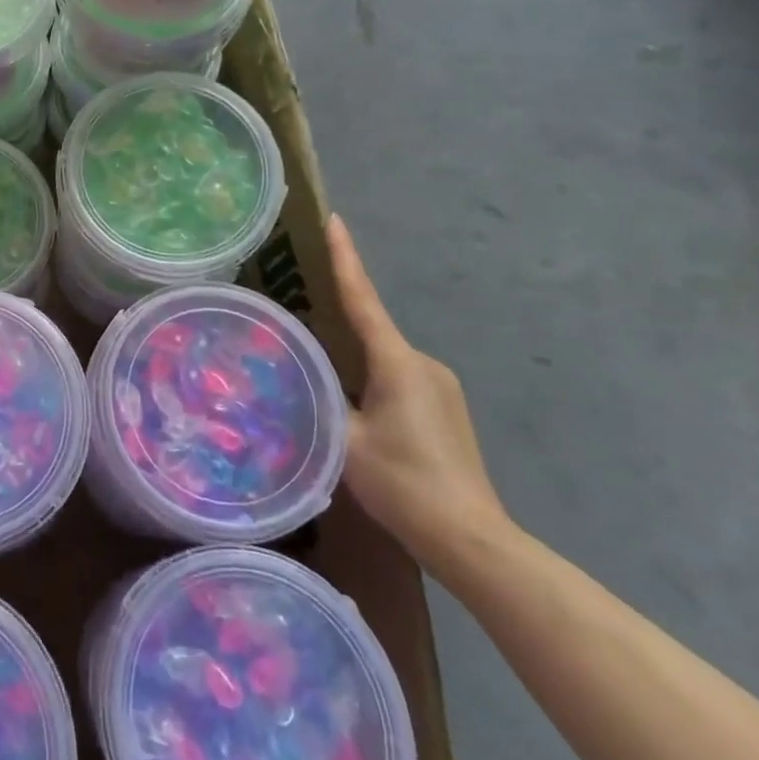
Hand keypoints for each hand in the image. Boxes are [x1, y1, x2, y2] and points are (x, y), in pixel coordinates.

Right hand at [328, 214, 509, 574]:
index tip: (334, 220)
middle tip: (299, 305)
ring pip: (382, 357)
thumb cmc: (404, 483)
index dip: (345, 258)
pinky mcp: (444, 409)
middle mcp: (423, 363)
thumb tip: (287, 371)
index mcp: (397, 362)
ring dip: (352, 356)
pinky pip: (397, 376)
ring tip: (317, 366)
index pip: (362, 298)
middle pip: (370, 328)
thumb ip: (315, 397)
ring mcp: (439, 386)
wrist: (471, 539)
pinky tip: (351, 401)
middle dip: (337, 314)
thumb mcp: (343, 439)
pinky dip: (370, 376)